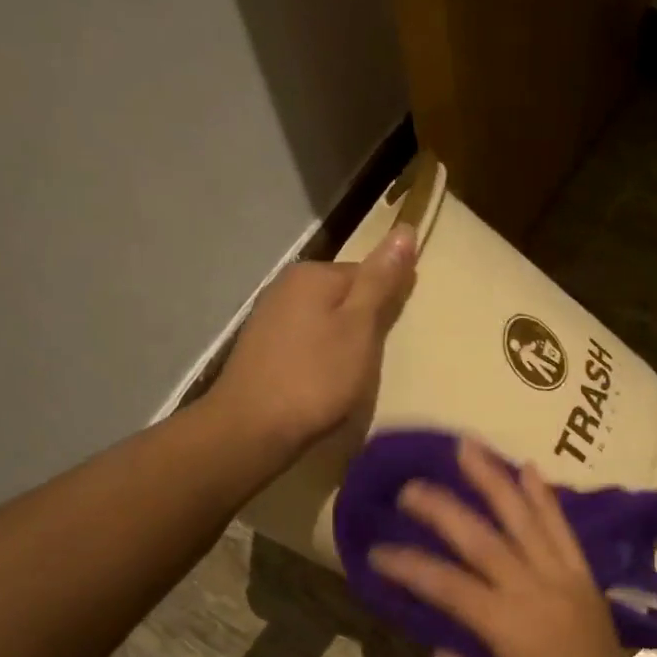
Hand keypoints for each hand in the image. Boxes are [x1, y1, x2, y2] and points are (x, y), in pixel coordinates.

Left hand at [210, 224, 416, 456]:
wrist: (252, 427)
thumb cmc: (315, 378)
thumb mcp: (359, 328)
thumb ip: (380, 282)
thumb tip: (404, 229)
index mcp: (313, 274)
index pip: (366, 272)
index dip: (386, 302)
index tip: (393, 333)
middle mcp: (286, 286)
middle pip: (342, 296)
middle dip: (362, 322)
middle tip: (372, 360)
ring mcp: (268, 317)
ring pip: (322, 320)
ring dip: (340, 342)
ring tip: (349, 375)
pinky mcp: (260, 348)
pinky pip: (304, 342)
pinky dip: (318, 358)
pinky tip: (321, 382)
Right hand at [370, 438, 641, 656]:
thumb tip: (439, 646)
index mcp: (507, 626)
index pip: (446, 585)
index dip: (408, 566)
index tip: (375, 552)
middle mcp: (535, 590)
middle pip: (482, 538)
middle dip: (443, 508)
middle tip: (411, 484)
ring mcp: (564, 578)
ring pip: (525, 518)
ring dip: (495, 480)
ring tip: (470, 446)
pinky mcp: (585, 578)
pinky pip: (563, 530)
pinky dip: (545, 498)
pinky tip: (529, 468)